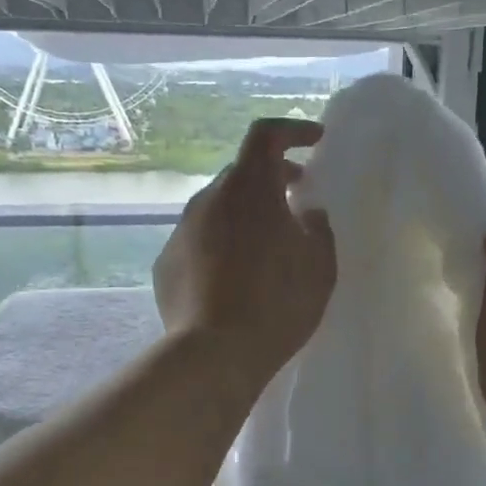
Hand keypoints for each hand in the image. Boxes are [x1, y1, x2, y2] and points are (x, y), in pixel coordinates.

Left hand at [154, 118, 336, 394]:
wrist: (214, 354)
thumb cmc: (277, 303)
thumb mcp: (320, 266)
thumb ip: (318, 229)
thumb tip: (308, 212)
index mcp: (250, 188)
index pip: (266, 135)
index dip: (292, 131)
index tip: (315, 142)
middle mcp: (209, 199)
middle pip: (242, 173)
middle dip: (272, 178)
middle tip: (297, 199)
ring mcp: (182, 231)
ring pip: (219, 208)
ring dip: (245, 215)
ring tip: (268, 246)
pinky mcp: (166, 263)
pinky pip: (200, 241)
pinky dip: (221, 245)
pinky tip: (236, 279)